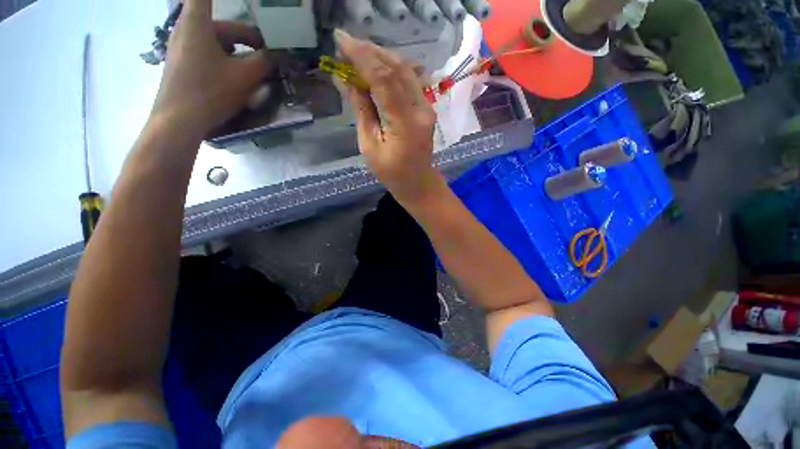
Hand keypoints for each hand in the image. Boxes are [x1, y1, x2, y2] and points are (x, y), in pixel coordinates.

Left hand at [150, 0, 273, 136]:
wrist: (179, 121)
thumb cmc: (210, 92)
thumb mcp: (244, 77)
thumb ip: (264, 62)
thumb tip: (278, 54)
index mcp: (197, 23)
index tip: (247, 7)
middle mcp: (186, 29)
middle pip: (219, 24)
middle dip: (246, 36)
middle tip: (266, 52)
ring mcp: (181, 47)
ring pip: (214, 40)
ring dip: (237, 50)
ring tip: (254, 67)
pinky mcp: (182, 64)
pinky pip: (206, 52)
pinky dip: (224, 59)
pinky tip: (236, 76)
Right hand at [334, 29, 442, 203]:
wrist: (417, 183)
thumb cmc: (391, 173)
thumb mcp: (370, 146)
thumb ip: (361, 111)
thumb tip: (346, 80)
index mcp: (405, 124)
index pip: (384, 80)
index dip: (362, 57)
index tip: (340, 41)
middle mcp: (421, 110)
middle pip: (397, 69)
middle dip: (370, 51)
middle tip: (346, 44)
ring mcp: (427, 107)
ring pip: (405, 70)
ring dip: (381, 56)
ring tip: (358, 51)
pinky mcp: (426, 107)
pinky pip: (410, 80)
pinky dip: (391, 68)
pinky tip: (377, 65)